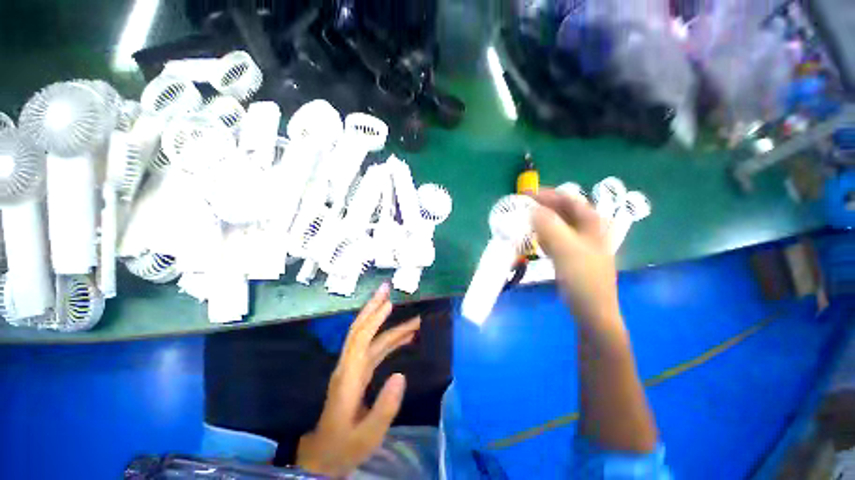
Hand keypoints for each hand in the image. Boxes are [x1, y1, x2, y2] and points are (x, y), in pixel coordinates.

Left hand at [296, 284, 420, 477]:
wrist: (324, 456)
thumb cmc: (344, 446)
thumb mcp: (368, 435)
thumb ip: (385, 407)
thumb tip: (401, 375)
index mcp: (349, 377)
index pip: (361, 339)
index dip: (375, 319)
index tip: (389, 303)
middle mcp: (349, 366)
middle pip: (360, 329)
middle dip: (373, 307)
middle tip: (387, 289)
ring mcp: (353, 368)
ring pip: (369, 337)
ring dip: (388, 324)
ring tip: (412, 318)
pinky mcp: (358, 372)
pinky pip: (375, 349)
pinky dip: (390, 339)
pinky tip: (405, 338)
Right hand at [531, 189, 620, 329]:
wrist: (591, 309)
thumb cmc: (582, 277)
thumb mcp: (565, 248)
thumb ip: (549, 225)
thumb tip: (532, 209)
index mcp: (591, 222)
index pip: (567, 198)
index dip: (545, 193)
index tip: (523, 195)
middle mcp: (587, 228)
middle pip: (561, 210)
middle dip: (541, 206)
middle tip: (520, 208)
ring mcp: (579, 242)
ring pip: (557, 224)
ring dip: (540, 220)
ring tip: (522, 220)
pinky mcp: (571, 254)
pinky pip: (554, 238)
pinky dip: (542, 235)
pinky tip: (533, 239)